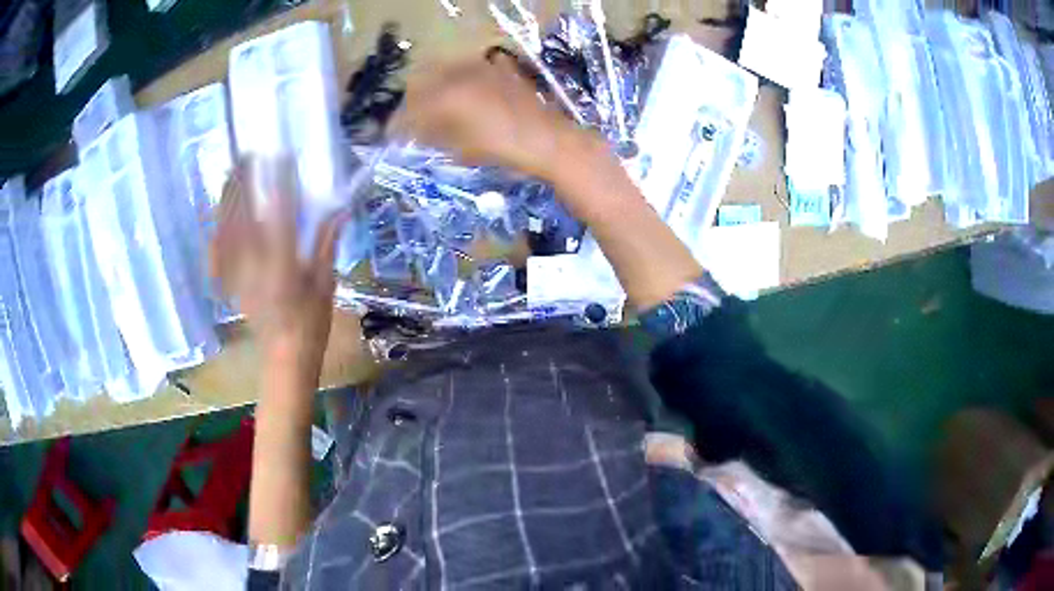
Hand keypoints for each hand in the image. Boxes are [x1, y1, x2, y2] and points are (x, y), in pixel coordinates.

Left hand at [209, 158, 347, 374]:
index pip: (279, 213)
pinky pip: (217, 254)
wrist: (285, 358)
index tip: (281, 158)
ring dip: (227, 201)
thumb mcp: (325, 283)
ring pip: (227, 231)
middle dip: (242, 184)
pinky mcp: (231, 283)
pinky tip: (216, 218)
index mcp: (282, 264)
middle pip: (243, 217)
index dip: (279, 182)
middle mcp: (255, 265)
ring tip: (229, 175)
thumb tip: (339, 209)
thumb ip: (325, 243)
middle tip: (245, 157)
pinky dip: (216, 232)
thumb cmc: (311, 324)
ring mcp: (238, 274)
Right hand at [395, 54, 587, 181]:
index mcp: (444, 96)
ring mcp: (481, 67)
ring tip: (435, 110)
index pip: (408, 109)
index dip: (397, 125)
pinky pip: (468, 70)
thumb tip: (414, 133)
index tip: (392, 137)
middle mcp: (458, 74)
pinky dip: (458, 82)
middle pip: (421, 84)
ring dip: (433, 90)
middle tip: (412, 123)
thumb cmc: (503, 150)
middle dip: (412, 104)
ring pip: (444, 73)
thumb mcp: (460, 149)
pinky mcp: (498, 68)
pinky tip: (463, 98)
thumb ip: (432, 136)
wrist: (549, 140)